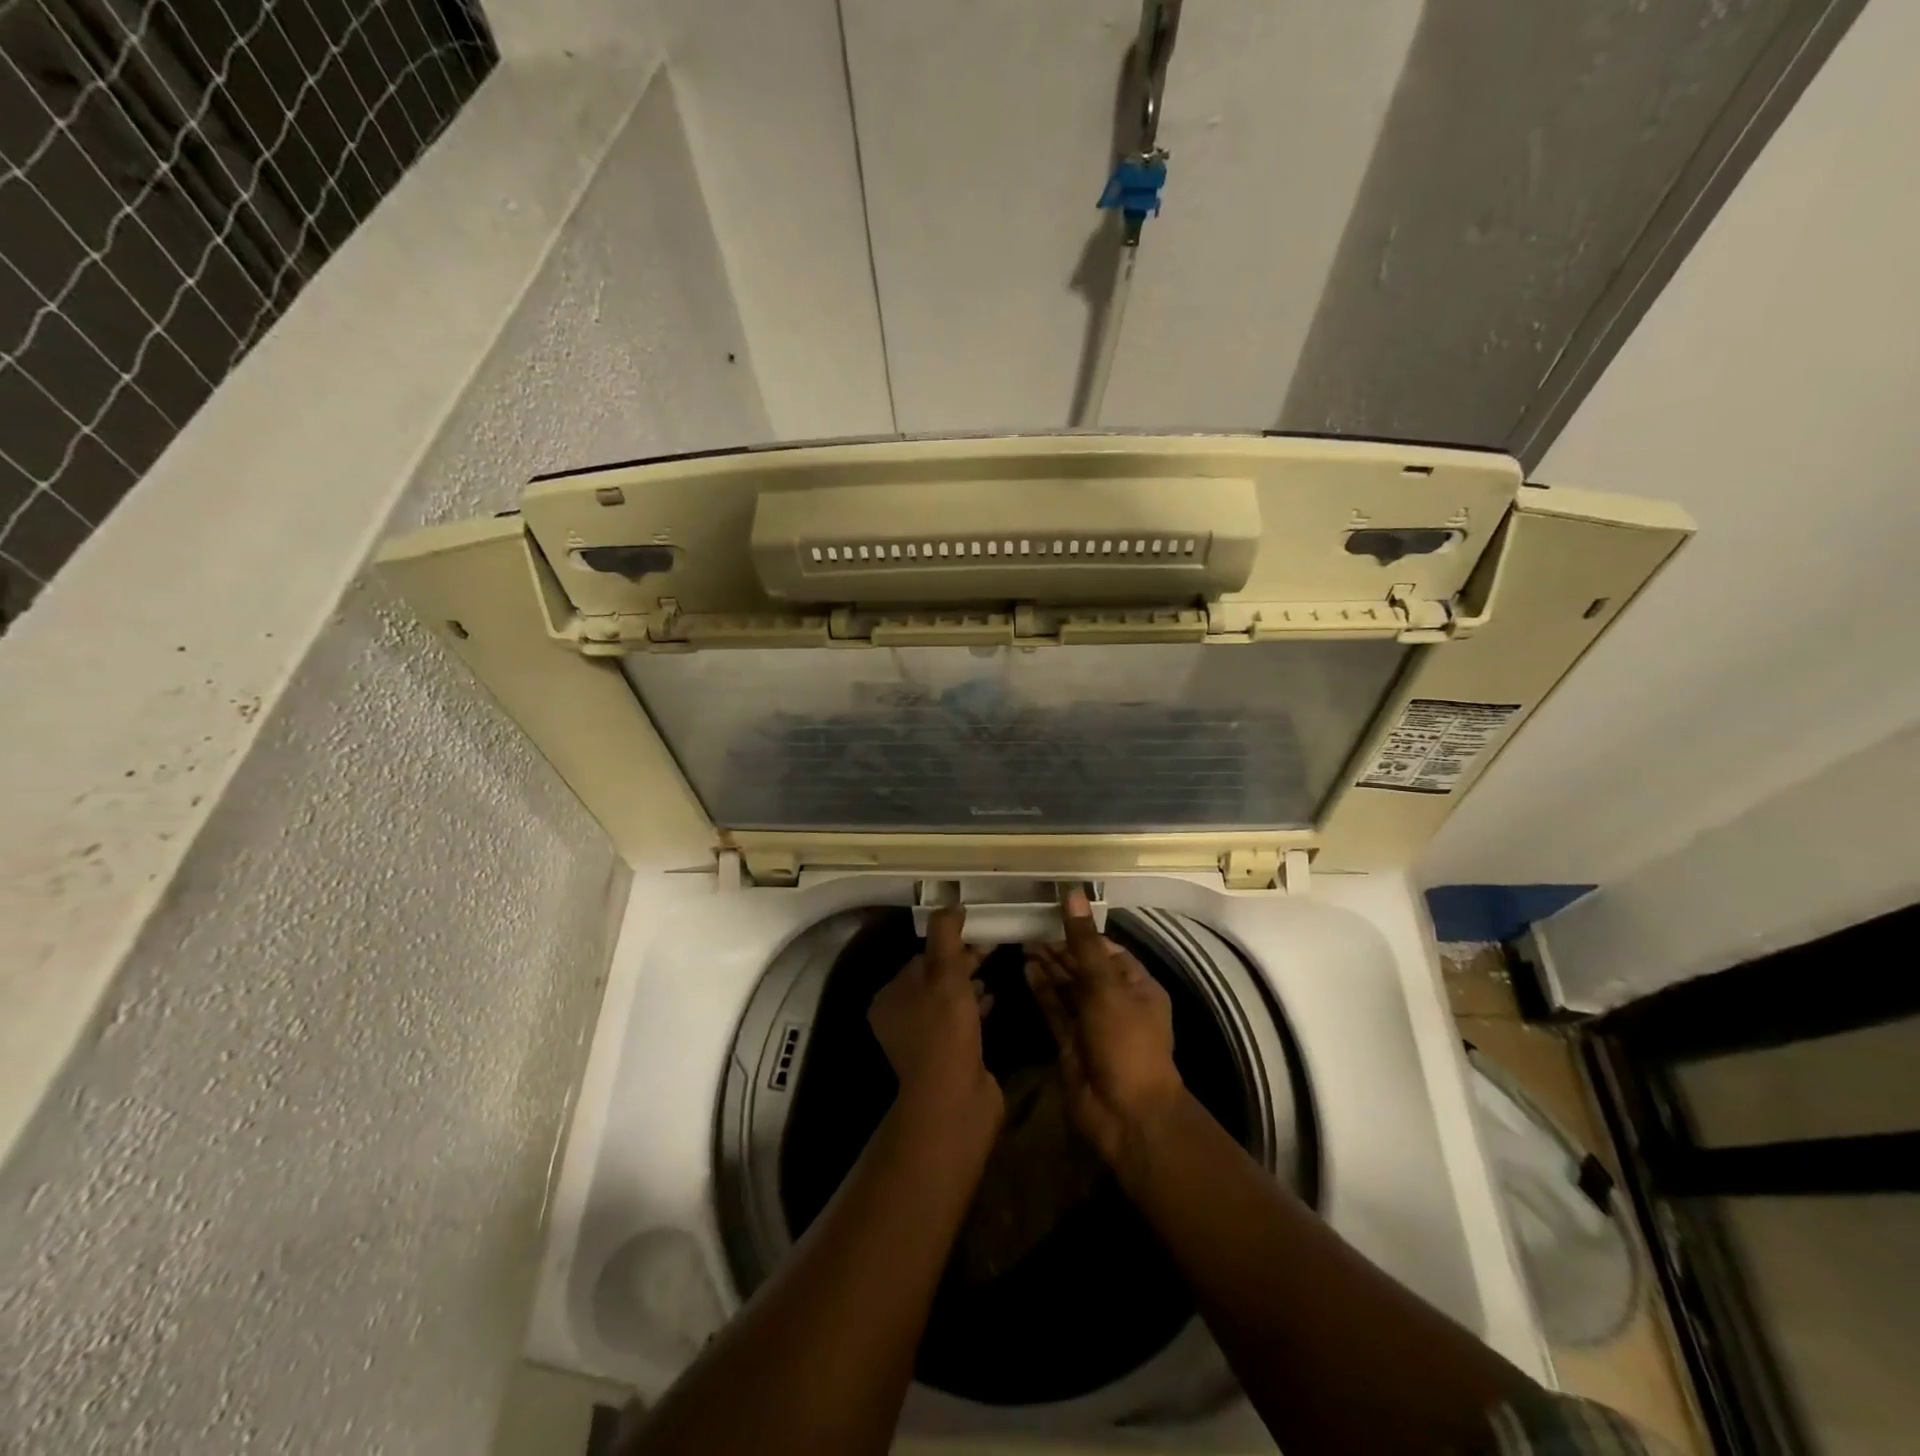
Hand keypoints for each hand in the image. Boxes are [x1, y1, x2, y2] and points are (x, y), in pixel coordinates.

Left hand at [869, 905, 1000, 1121]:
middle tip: (992, 948)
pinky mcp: (945, 1057)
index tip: (978, 933)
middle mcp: (900, 1018)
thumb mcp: (946, 973)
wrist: (954, 1100)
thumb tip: (950, 905)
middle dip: (963, 962)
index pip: (921, 958)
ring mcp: (922, 1041)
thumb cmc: (945, 1030)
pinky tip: (993, 999)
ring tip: (994, 971)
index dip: (949, 944)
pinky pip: (960, 1022)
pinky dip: (975, 1007)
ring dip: (970, 984)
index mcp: (890, 997)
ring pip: (948, 1000)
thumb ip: (946, 936)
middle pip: (934, 978)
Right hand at [1024, 889, 1182, 1163]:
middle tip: (1029, 924)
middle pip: (1085, 966)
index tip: (1053, 911)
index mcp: (1137, 986)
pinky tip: (1026, 969)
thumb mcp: (1106, 986)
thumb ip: (1084, 942)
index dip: (1082, 931)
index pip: (1107, 949)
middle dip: (1060, 947)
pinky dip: (1042, 990)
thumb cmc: (1125, 1042)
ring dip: (1048, 966)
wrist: (1125, 1116)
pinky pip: (1055, 1010)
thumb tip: (1072, 893)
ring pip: (1067, 987)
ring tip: (1022, 940)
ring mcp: (1092, 1024)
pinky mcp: (1070, 1043)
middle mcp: (1115, 1002)